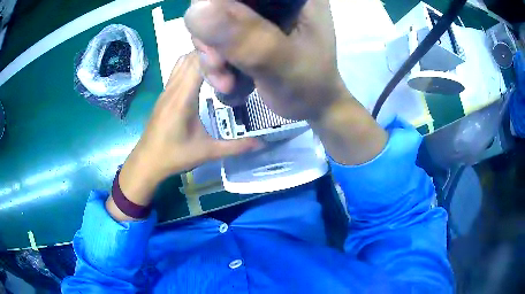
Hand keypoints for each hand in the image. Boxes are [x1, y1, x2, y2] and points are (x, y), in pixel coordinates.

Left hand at [106, 52, 257, 220]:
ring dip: (199, 56)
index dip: (216, 54)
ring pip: (182, 61)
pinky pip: (177, 70)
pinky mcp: (164, 94)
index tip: (235, 55)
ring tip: (219, 63)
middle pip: (190, 57)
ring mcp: (166, 89)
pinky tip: (203, 74)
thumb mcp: (207, 152)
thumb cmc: (174, 156)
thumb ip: (235, 147)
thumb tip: (261, 143)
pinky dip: (190, 64)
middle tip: (232, 57)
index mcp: (183, 98)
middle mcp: (173, 88)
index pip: (198, 63)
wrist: (147, 162)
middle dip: (210, 52)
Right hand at [184, 0, 387, 165]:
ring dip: (210, 53)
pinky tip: (226, 81)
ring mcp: (258, 13)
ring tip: (226, 82)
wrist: (311, 105)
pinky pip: (216, 37)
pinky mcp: (247, 30)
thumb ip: (247, 38)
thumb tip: (196, 10)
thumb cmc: (310, 85)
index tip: (211, 34)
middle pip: (221, 2)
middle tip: (218, 64)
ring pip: (213, 20)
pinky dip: (215, 60)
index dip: (216, 4)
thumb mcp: (283, 63)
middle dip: (210, 35)